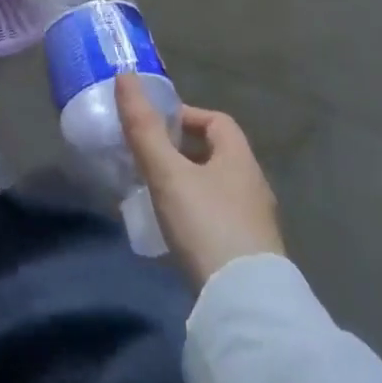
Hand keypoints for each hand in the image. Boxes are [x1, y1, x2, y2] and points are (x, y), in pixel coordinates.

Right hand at [116, 73, 285, 288]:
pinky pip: (220, 219)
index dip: (185, 116)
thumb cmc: (207, 226)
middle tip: (149, 159)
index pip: (216, 121)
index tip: (155, 127)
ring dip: (189, 184)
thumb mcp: (167, 173)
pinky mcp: (251, 255)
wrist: (246, 308)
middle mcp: (254, 185)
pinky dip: (197, 214)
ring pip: (218, 188)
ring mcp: (256, 223)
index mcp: (240, 159)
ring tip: (156, 194)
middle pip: (217, 154)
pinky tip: (176, 232)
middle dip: (183, 152)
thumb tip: (125, 75)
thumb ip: (144, 128)